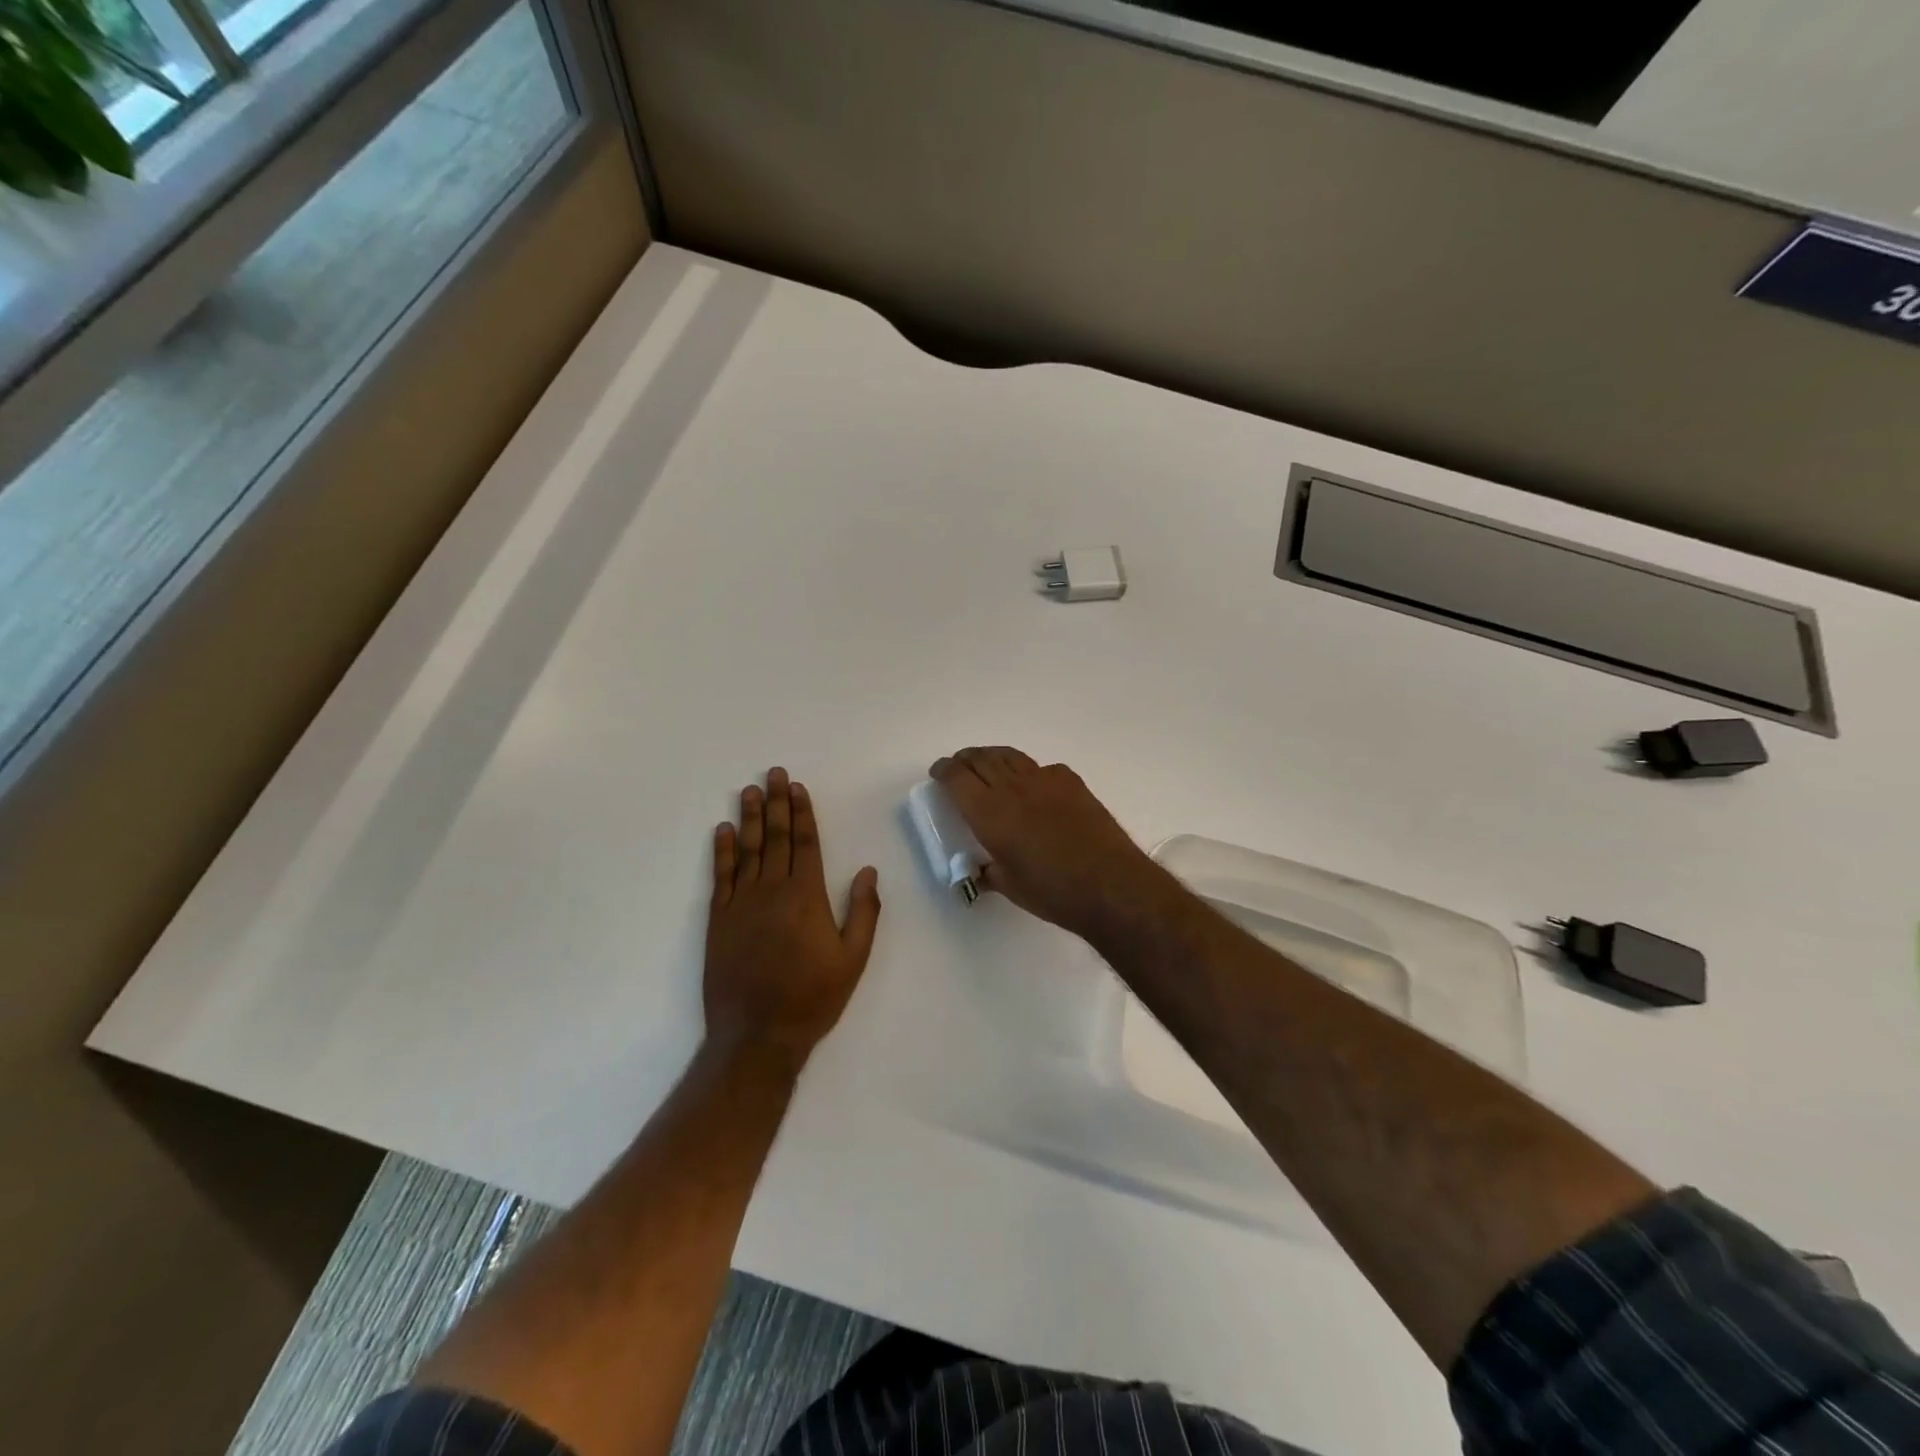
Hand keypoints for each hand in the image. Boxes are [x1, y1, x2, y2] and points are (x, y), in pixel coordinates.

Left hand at [704, 768, 881, 1062]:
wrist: (756, 1035)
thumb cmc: (812, 998)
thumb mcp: (853, 959)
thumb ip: (863, 912)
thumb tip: (867, 871)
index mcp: (806, 897)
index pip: (805, 843)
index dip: (802, 813)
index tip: (798, 787)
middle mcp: (772, 890)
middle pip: (776, 838)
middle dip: (777, 803)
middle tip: (773, 773)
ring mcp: (742, 903)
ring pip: (748, 850)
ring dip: (750, 817)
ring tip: (750, 790)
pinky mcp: (719, 920)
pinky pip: (721, 876)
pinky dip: (722, 851)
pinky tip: (723, 830)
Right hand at [930, 747, 1166, 940]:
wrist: (1110, 883)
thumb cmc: (1053, 892)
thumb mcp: (1010, 887)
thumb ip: (990, 872)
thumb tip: (983, 870)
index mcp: (990, 813)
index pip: (957, 778)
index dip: (944, 770)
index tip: (938, 772)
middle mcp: (1013, 788)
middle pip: (981, 759)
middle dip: (965, 759)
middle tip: (958, 766)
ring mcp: (1044, 780)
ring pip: (1010, 756)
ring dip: (992, 757)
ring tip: (987, 764)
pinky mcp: (1071, 782)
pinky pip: (1041, 768)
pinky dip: (1027, 771)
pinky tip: (1032, 786)